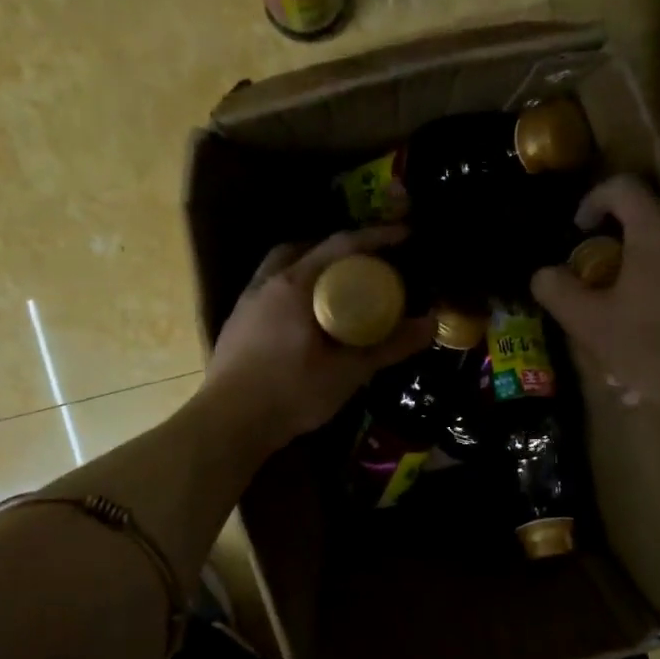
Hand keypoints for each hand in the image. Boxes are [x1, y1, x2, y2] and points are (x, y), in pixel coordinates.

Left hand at [201, 225, 434, 451]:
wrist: (228, 423)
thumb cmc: (290, 392)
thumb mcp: (348, 372)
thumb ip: (389, 346)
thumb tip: (431, 325)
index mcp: (295, 284)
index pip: (341, 245)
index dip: (376, 236)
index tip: (405, 235)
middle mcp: (268, 282)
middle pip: (306, 247)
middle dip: (340, 249)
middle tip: (368, 264)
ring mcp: (248, 301)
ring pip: (284, 267)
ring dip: (313, 267)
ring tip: (339, 288)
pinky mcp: (238, 322)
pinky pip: (272, 288)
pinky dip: (296, 289)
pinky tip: (309, 317)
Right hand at [530, 176, 659, 425]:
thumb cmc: (657, 347)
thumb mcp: (592, 324)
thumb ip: (560, 292)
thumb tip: (543, 273)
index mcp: (658, 232)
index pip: (623, 189)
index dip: (595, 201)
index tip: (581, 229)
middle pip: (650, 231)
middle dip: (621, 260)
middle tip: (603, 295)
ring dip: (648, 291)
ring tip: (629, 338)